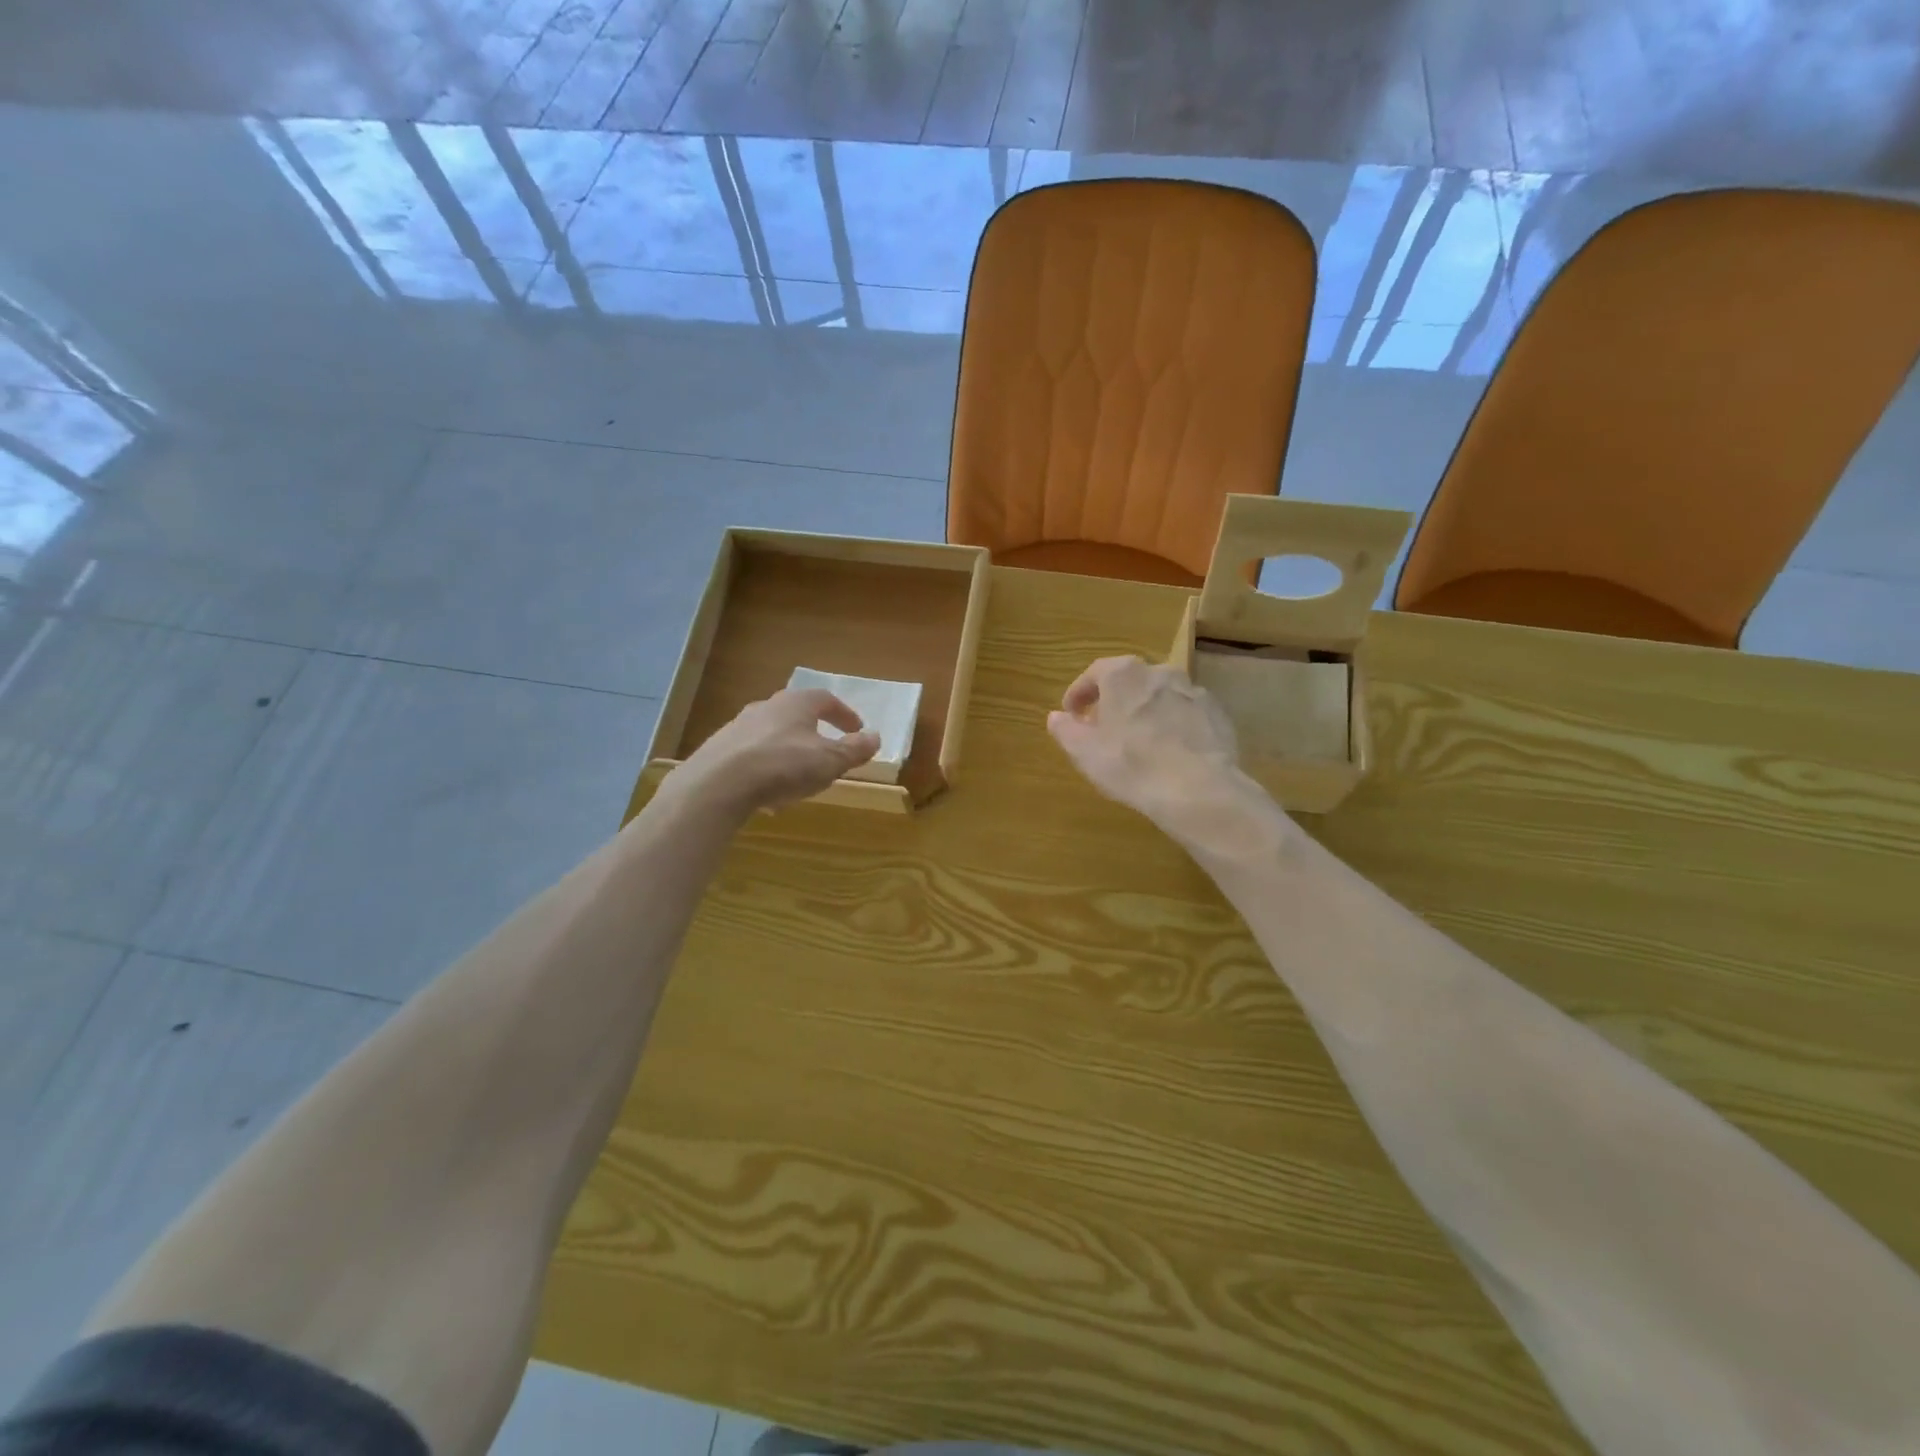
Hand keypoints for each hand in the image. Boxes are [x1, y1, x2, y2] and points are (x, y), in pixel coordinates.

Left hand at [675, 689, 879, 815]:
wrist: (718, 784)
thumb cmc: (784, 765)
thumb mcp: (830, 761)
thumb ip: (854, 749)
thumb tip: (875, 737)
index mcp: (796, 703)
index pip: (826, 699)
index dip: (844, 715)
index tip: (856, 730)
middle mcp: (766, 707)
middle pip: (796, 714)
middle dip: (814, 731)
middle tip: (827, 749)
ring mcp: (738, 727)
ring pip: (772, 735)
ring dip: (789, 751)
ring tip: (799, 776)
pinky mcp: (719, 750)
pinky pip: (752, 756)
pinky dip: (767, 768)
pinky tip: (769, 792)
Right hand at [1047, 656, 1290, 858]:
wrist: (1197, 788)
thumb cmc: (1130, 764)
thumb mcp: (1084, 751)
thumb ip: (1066, 730)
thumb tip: (1056, 717)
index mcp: (1124, 674)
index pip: (1094, 673)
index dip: (1079, 693)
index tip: (1071, 714)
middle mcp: (1160, 672)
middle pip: (1129, 682)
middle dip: (1114, 701)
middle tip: (1103, 727)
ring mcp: (1193, 692)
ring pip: (1160, 697)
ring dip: (1146, 712)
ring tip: (1138, 742)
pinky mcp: (1217, 715)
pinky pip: (1186, 715)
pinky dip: (1173, 727)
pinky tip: (1169, 753)